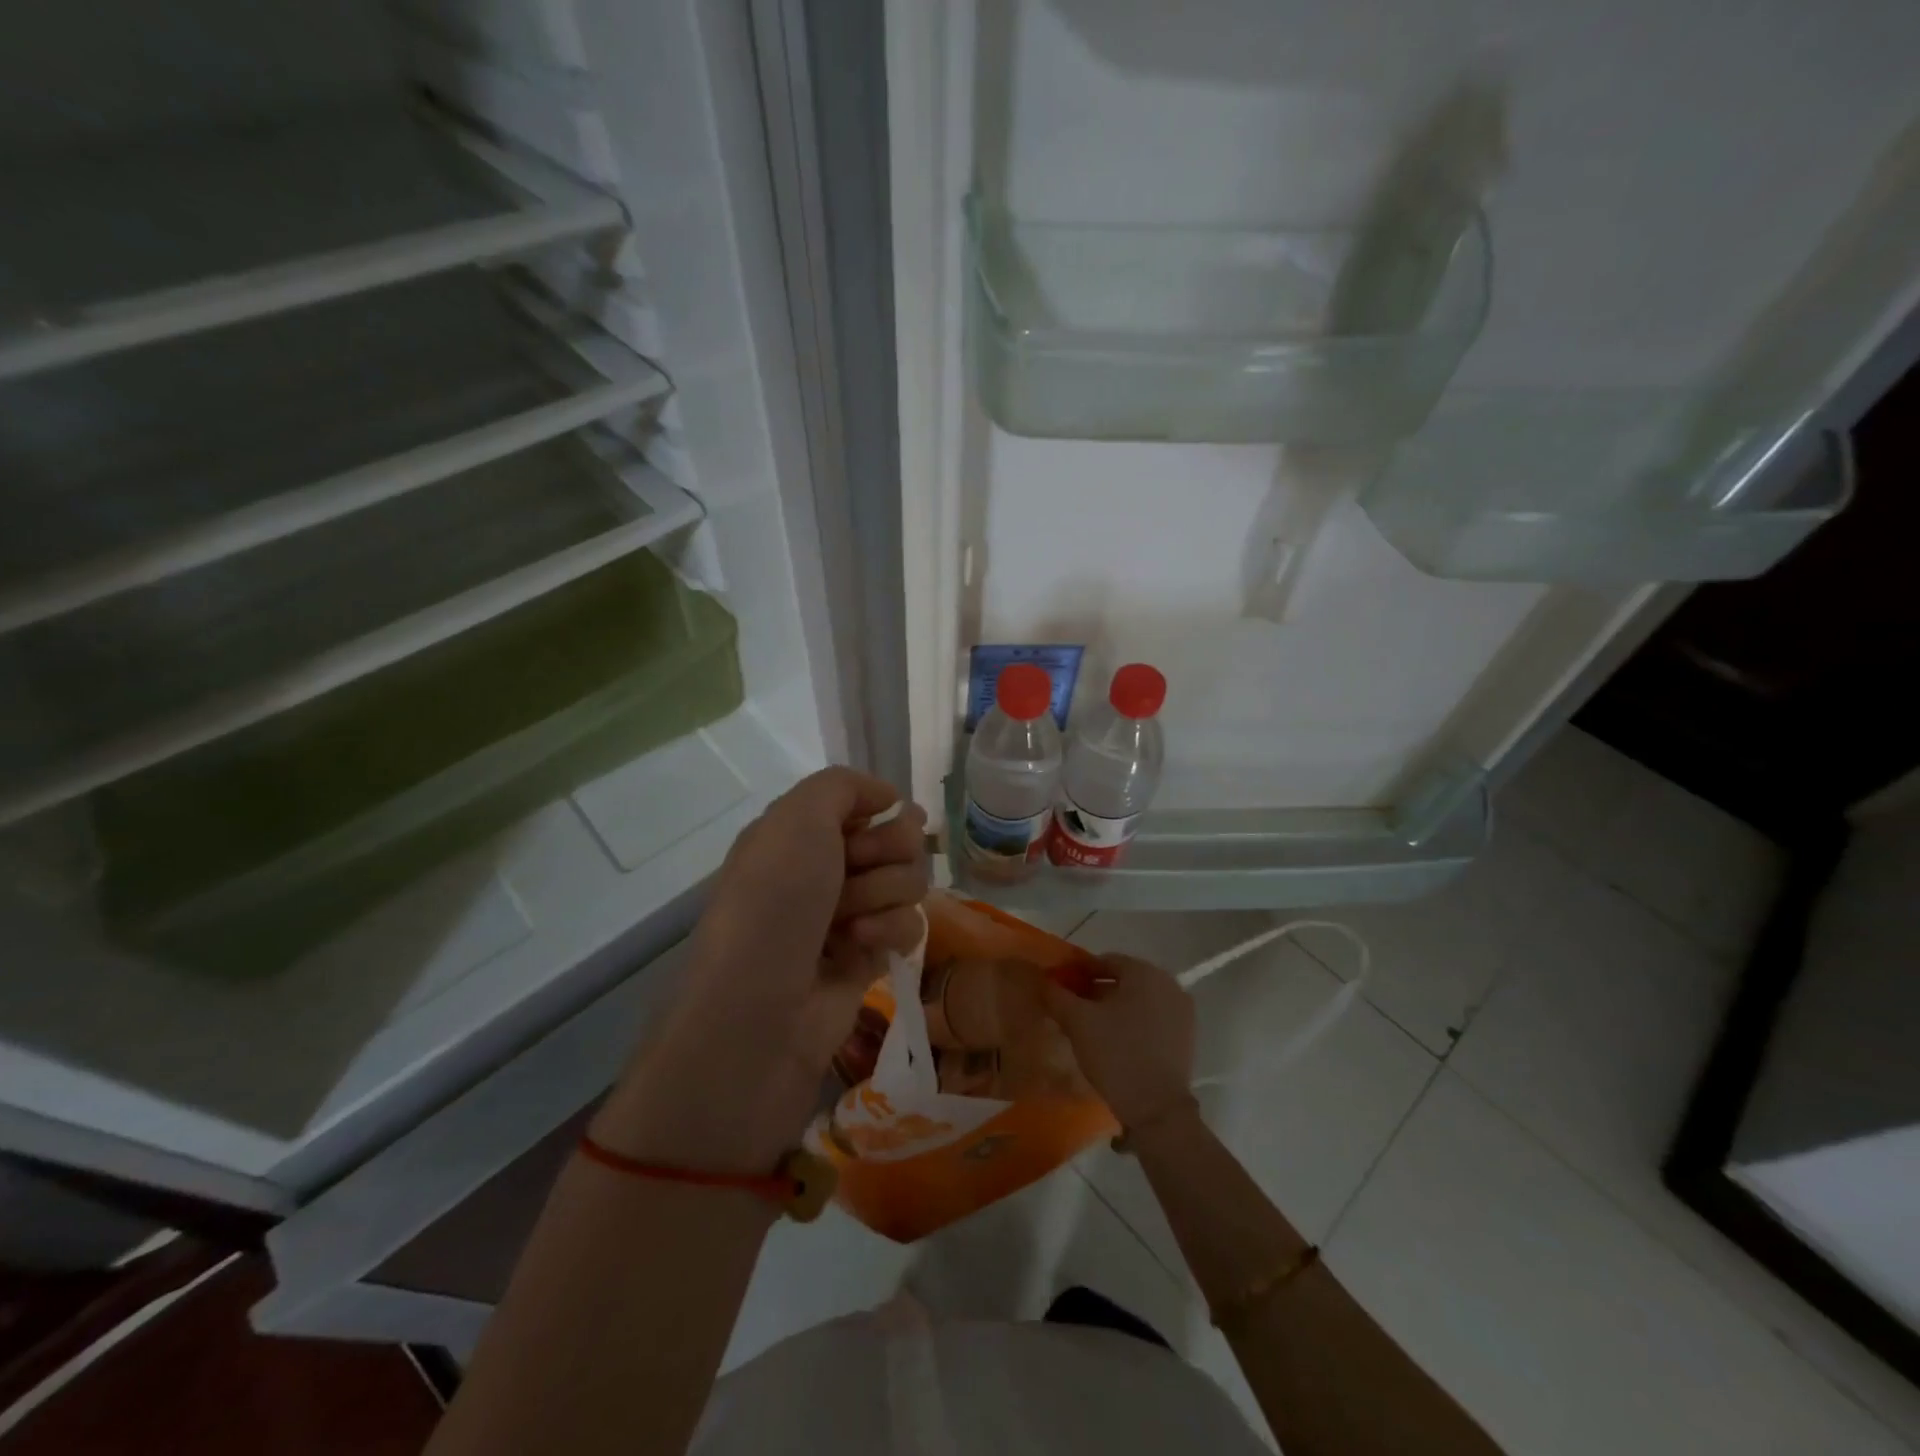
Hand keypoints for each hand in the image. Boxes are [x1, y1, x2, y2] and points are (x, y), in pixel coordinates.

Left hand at [685, 767, 928, 1066]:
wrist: (758, 1013)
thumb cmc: (773, 904)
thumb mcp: (797, 819)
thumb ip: (842, 786)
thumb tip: (888, 796)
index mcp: (798, 835)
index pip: (864, 805)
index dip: (879, 810)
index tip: (880, 820)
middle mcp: (823, 871)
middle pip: (896, 840)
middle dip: (889, 851)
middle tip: (859, 869)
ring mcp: (847, 916)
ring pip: (907, 881)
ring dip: (885, 893)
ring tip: (850, 920)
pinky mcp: (868, 958)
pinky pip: (909, 926)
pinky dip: (891, 930)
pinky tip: (862, 945)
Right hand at [1042, 954, 1194, 1129]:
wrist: (1157, 1109)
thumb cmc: (1116, 1054)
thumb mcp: (1078, 1022)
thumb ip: (1056, 995)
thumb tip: (1043, 980)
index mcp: (1144, 972)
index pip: (1104, 961)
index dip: (1079, 973)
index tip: (1061, 989)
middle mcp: (1168, 983)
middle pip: (1123, 979)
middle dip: (1096, 991)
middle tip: (1073, 1009)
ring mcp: (1182, 1010)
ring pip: (1139, 999)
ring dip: (1114, 1007)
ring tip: (1091, 1027)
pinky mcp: (1186, 1035)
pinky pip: (1153, 1017)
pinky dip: (1133, 1022)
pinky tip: (1116, 1041)